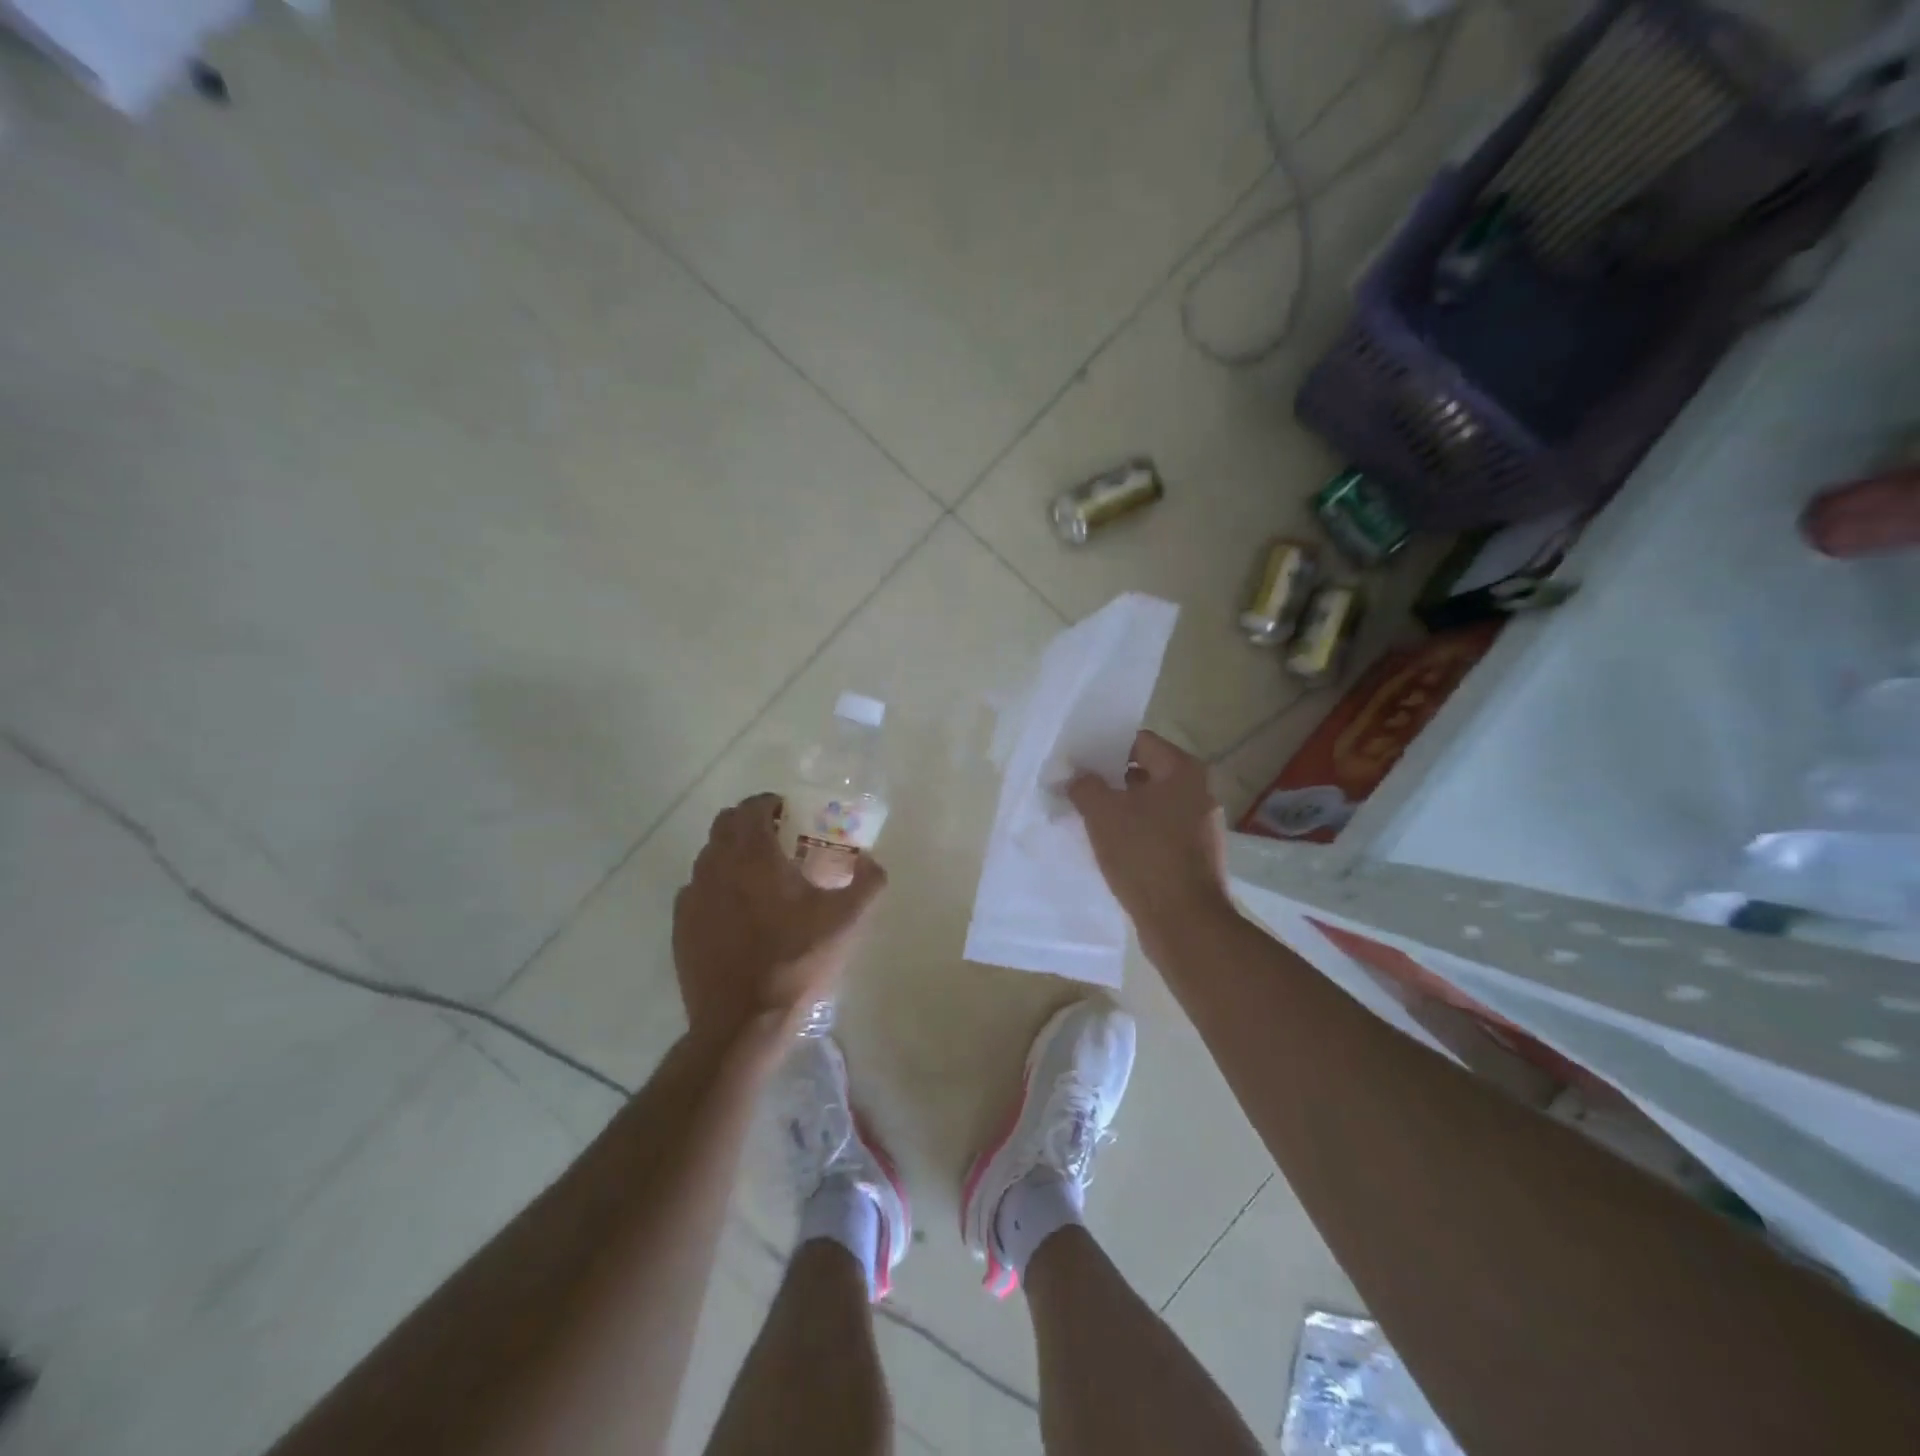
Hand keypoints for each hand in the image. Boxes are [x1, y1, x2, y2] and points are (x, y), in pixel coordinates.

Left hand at [672, 793, 887, 1040]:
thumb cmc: (796, 962)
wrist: (743, 1022)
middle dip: (749, 823)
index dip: (770, 803)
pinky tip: (737, 913)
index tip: (790, 814)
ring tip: (759, 878)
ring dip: (731, 854)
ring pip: (708, 856)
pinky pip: (697, 891)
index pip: (751, 807)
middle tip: (778, 840)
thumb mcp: (848, 920)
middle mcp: (715, 866)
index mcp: (753, 855)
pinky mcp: (681, 927)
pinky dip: (716, 887)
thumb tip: (870, 860)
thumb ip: (867, 881)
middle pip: (724, 825)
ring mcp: (692, 898)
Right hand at [1067, 731, 1231, 950]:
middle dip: (1111, 780)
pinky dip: (1135, 834)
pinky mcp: (1195, 856)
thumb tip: (1077, 776)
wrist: (1184, 922)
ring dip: (1121, 810)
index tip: (1078, 759)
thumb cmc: (1144, 854)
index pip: (1139, 741)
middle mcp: (1199, 792)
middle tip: (1077, 788)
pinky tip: (1110, 847)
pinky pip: (1159, 833)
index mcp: (1184, 770)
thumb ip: (1085, 785)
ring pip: (1151, 806)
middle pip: (1146, 773)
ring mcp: (1200, 826)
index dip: (1105, 747)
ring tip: (1087, 818)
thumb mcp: (1102, 813)